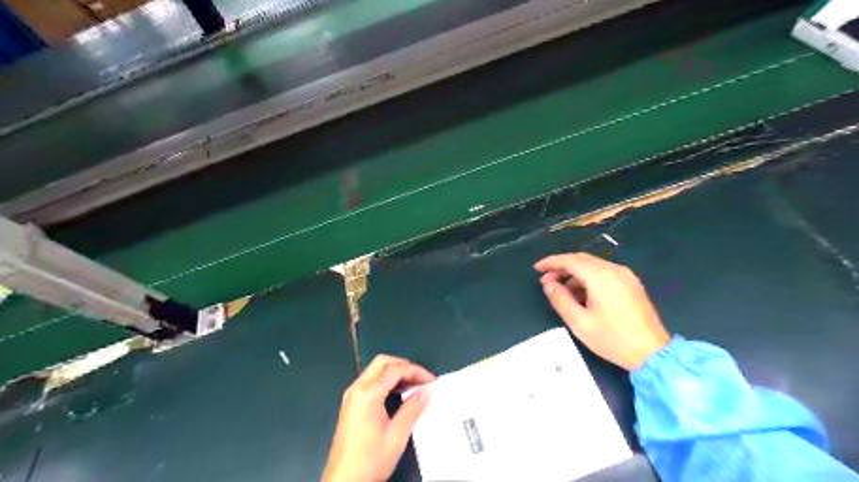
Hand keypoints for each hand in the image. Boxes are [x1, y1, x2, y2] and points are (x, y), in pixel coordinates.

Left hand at [320, 355, 432, 481]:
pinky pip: (369, 381)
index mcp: (368, 394)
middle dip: (404, 365)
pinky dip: (385, 380)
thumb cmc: (370, 460)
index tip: (431, 381)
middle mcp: (356, 389)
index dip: (416, 371)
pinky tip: (397, 393)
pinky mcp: (350, 404)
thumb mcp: (396, 436)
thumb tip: (426, 391)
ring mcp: (351, 396)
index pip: (395, 370)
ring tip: (413, 385)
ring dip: (394, 371)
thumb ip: (412, 409)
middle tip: (421, 378)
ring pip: (375, 370)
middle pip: (382, 362)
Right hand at [535, 250, 670, 370]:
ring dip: (575, 274)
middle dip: (562, 267)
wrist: (653, 353)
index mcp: (600, 276)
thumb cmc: (613, 339)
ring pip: (593, 266)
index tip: (537, 268)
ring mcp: (625, 276)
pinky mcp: (632, 284)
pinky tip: (581, 294)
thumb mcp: (579, 322)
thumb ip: (560, 299)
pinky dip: (588, 278)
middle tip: (546, 281)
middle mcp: (614, 270)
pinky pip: (604, 273)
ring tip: (561, 291)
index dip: (551, 262)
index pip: (570, 260)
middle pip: (582, 260)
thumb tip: (548, 283)